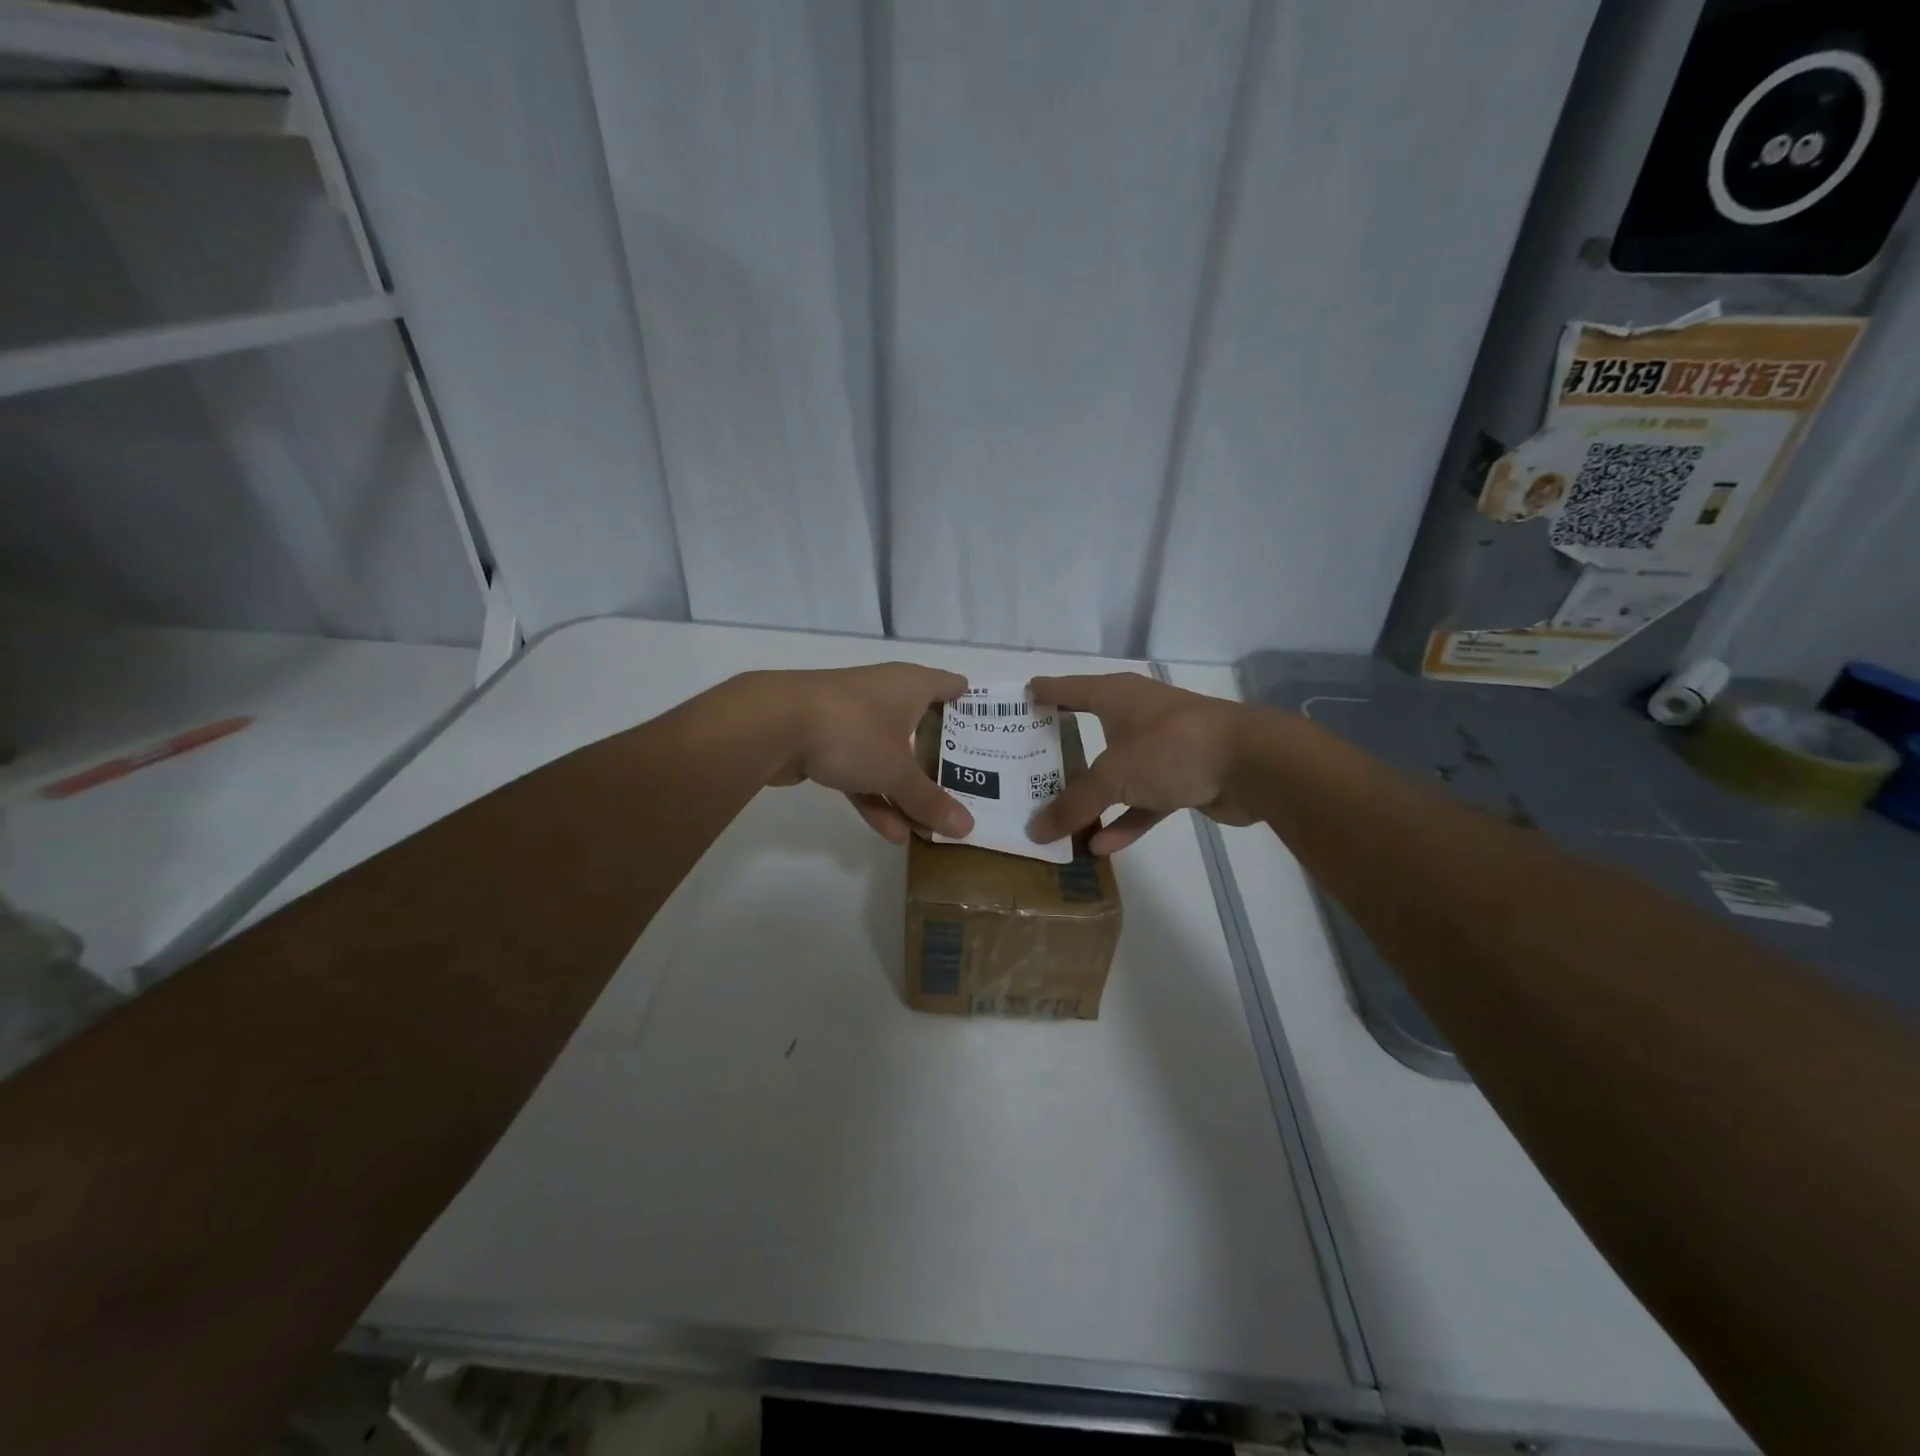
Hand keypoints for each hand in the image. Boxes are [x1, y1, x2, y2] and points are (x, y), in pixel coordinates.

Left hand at [761, 663, 974, 843]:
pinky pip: (861, 770)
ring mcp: (854, 718)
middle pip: (923, 726)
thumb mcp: (896, 771)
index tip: (993, 732)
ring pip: (890, 755)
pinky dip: (875, 797)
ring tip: (930, 826)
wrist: (771, 724)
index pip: (952, 686)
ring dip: (906, 790)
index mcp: (911, 685)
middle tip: (971, 787)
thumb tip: (967, 829)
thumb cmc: (851, 731)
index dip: (973, 707)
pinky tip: (891, 833)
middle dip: (942, 760)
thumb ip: (929, 800)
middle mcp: (885, 694)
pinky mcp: (827, 741)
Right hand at [1027, 674, 1256, 854]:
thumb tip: (1035, 831)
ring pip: (1116, 773)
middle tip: (1025, 767)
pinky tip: (1100, 846)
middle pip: (1088, 730)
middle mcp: (1136, 716)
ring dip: (1092, 797)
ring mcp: (1161, 748)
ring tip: (1057, 819)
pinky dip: (1124, 820)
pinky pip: (1142, 801)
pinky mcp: (1182, 778)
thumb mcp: (1113, 775)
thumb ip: (1073, 804)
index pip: (1068, 689)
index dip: (1043, 693)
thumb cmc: (1171, 748)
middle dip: (1060, 751)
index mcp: (1116, 696)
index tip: (1018, 701)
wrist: (1252, 764)